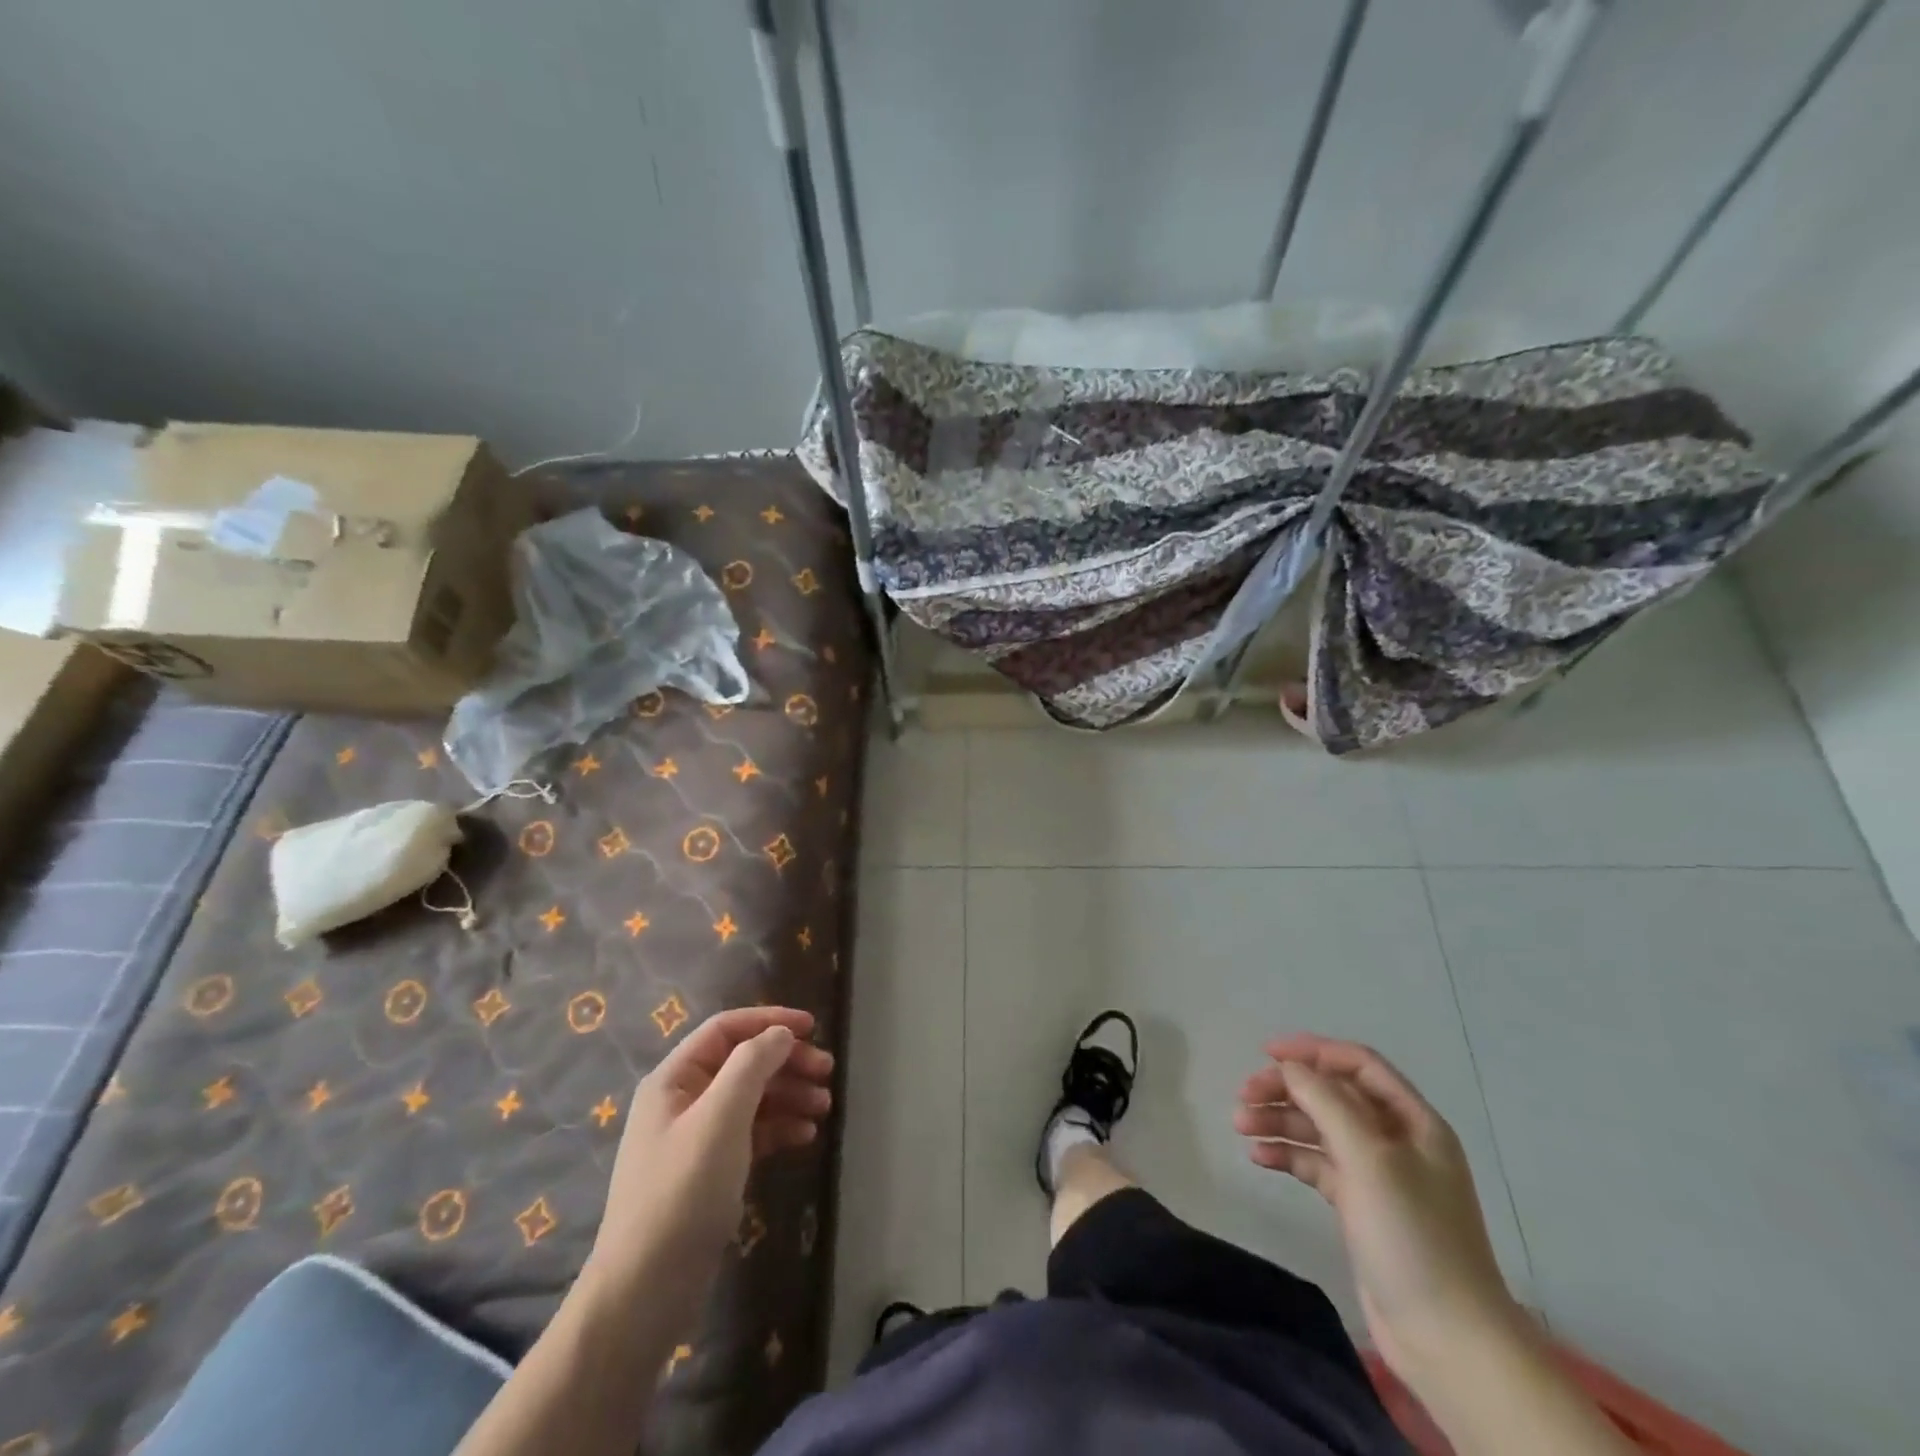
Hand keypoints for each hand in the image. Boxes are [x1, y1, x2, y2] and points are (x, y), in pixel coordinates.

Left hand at [588, 1007, 833, 1289]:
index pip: (726, 1029)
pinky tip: (805, 1135)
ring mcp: (695, 1138)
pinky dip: (778, 1128)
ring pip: (750, 1098)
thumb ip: (752, 1066)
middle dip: (786, 1062)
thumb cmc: (682, 1193)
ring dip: (788, 1095)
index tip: (813, 1027)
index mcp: (674, 1079)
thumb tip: (780, 1033)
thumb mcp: (720, 1119)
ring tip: (825, 1107)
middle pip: (742, 1062)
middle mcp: (682, 1100)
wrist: (644, 1292)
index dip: (770, 1021)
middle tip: (827, 1072)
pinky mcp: (708, 1171)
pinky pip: (750, 1133)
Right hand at [1235, 1034, 1520, 1379]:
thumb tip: (1290, 1067)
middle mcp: (1396, 1140)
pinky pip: (1317, 1165)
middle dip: (1287, 1089)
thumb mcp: (1369, 1158)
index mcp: (1413, 1121)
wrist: (1447, 1339)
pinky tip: (1258, 1157)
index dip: (1313, 1051)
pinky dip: (1288, 1155)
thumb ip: (1326, 1102)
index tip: (1266, 1052)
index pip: (1358, 1065)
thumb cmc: (1412, 1235)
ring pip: (1320, 1129)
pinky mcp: (1359, 1206)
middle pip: (1333, 1095)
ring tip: (1240, 1126)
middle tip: (1243, 1096)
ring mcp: (1377, 1175)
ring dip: (1280, 1121)